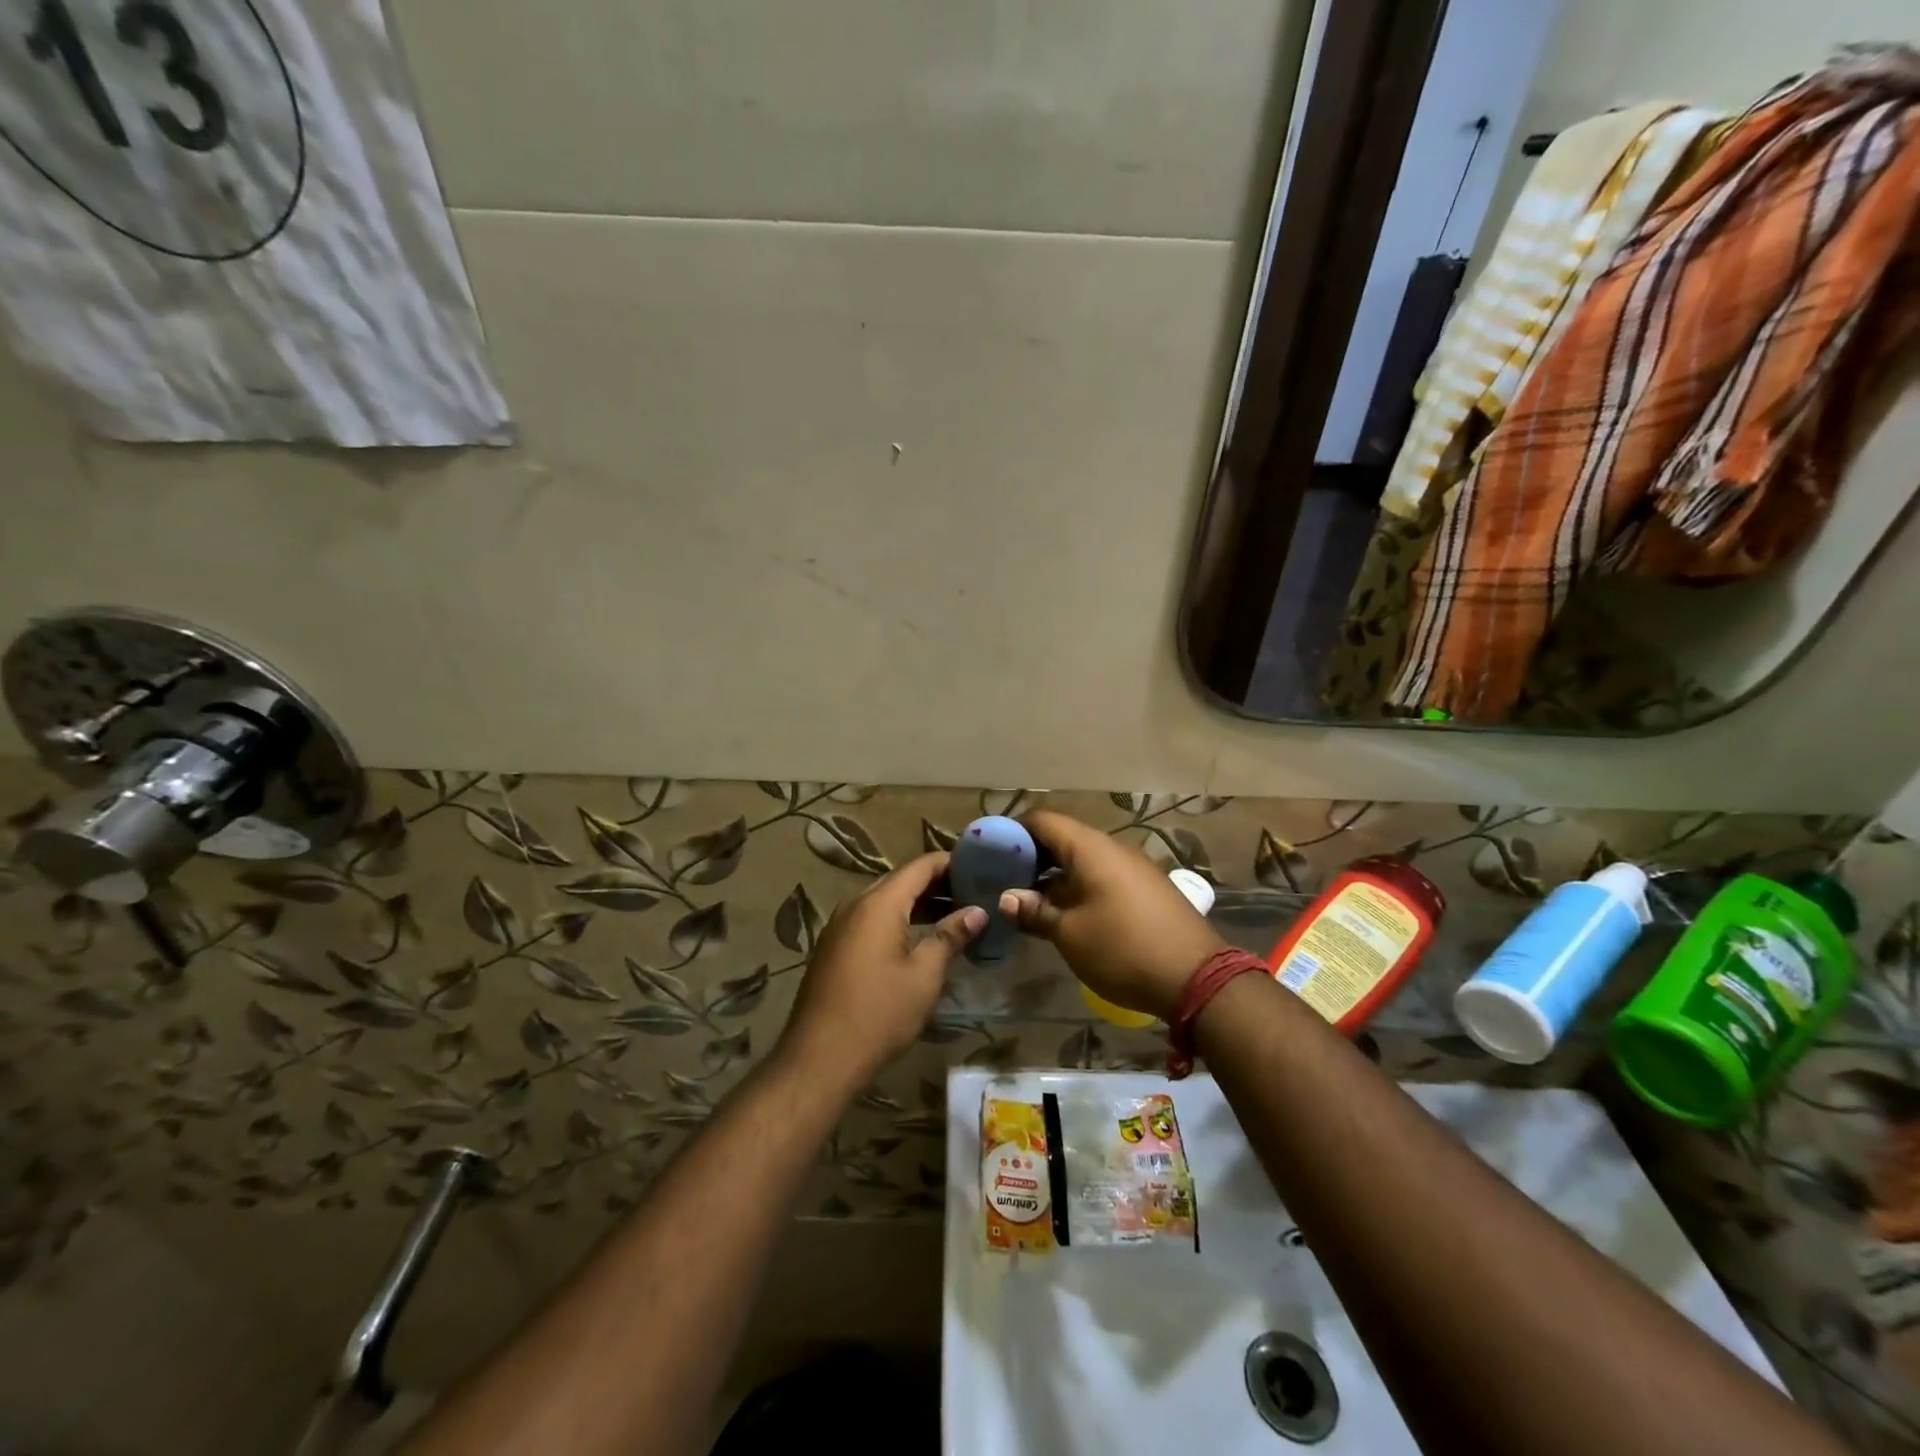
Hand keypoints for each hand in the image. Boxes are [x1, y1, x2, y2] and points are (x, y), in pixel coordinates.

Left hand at [776, 852, 984, 1091]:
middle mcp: (856, 905)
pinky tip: (921, 940)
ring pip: (886, 902)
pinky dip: (899, 921)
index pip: (920, 866)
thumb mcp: (924, 975)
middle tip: (974, 894)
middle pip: (902, 881)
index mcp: (879, 904)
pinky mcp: (834, 948)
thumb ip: (950, 936)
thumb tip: (978, 912)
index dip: (951, 863)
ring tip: (956, 916)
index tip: (980, 867)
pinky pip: (872, 921)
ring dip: (919, 905)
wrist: (820, 1058)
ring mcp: (840, 927)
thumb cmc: (879, 1013)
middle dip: (938, 884)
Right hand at [999, 810, 1224, 1022]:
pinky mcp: (1146, 889)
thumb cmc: (1123, 949)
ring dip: (1054, 874)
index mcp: (1090, 848)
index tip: (990, 850)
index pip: (1043, 820)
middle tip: (1003, 878)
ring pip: (1083, 859)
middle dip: (1031, 855)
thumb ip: (1036, 912)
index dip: (1014, 830)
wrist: (1197, 978)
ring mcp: (1133, 868)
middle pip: (1063, 838)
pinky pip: (1102, 875)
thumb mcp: (1070, 934)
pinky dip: (1077, 885)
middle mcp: (1112, 848)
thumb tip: (1009, 898)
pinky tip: (1064, 912)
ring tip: (1027, 899)